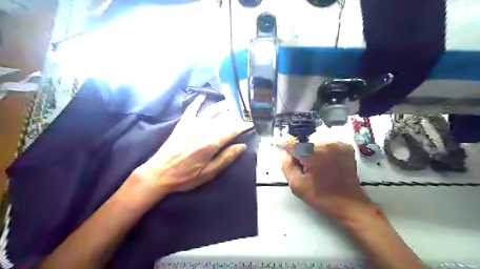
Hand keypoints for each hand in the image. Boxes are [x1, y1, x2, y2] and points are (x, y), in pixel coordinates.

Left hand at [130, 95, 252, 201]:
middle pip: (224, 118)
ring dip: (223, 106)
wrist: (159, 173)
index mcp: (211, 143)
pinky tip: (204, 95)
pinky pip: (192, 108)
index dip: (244, 125)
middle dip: (237, 115)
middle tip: (246, 112)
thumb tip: (242, 146)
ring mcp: (192, 124)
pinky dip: (198, 101)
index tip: (253, 123)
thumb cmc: (186, 177)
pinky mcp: (183, 123)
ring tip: (233, 102)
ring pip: (212, 111)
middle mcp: (203, 130)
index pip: (233, 130)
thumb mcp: (208, 173)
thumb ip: (226, 158)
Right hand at [282, 139, 374, 220]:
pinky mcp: (346, 147)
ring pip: (315, 143)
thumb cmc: (321, 196)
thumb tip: (286, 153)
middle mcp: (325, 144)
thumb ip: (286, 166)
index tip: (277, 142)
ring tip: (315, 167)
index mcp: (312, 154)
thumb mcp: (297, 185)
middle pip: (304, 143)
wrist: (349, 203)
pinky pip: (327, 145)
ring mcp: (338, 144)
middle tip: (302, 167)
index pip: (292, 143)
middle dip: (299, 152)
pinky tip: (325, 163)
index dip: (283, 142)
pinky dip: (322, 151)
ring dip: (311, 152)